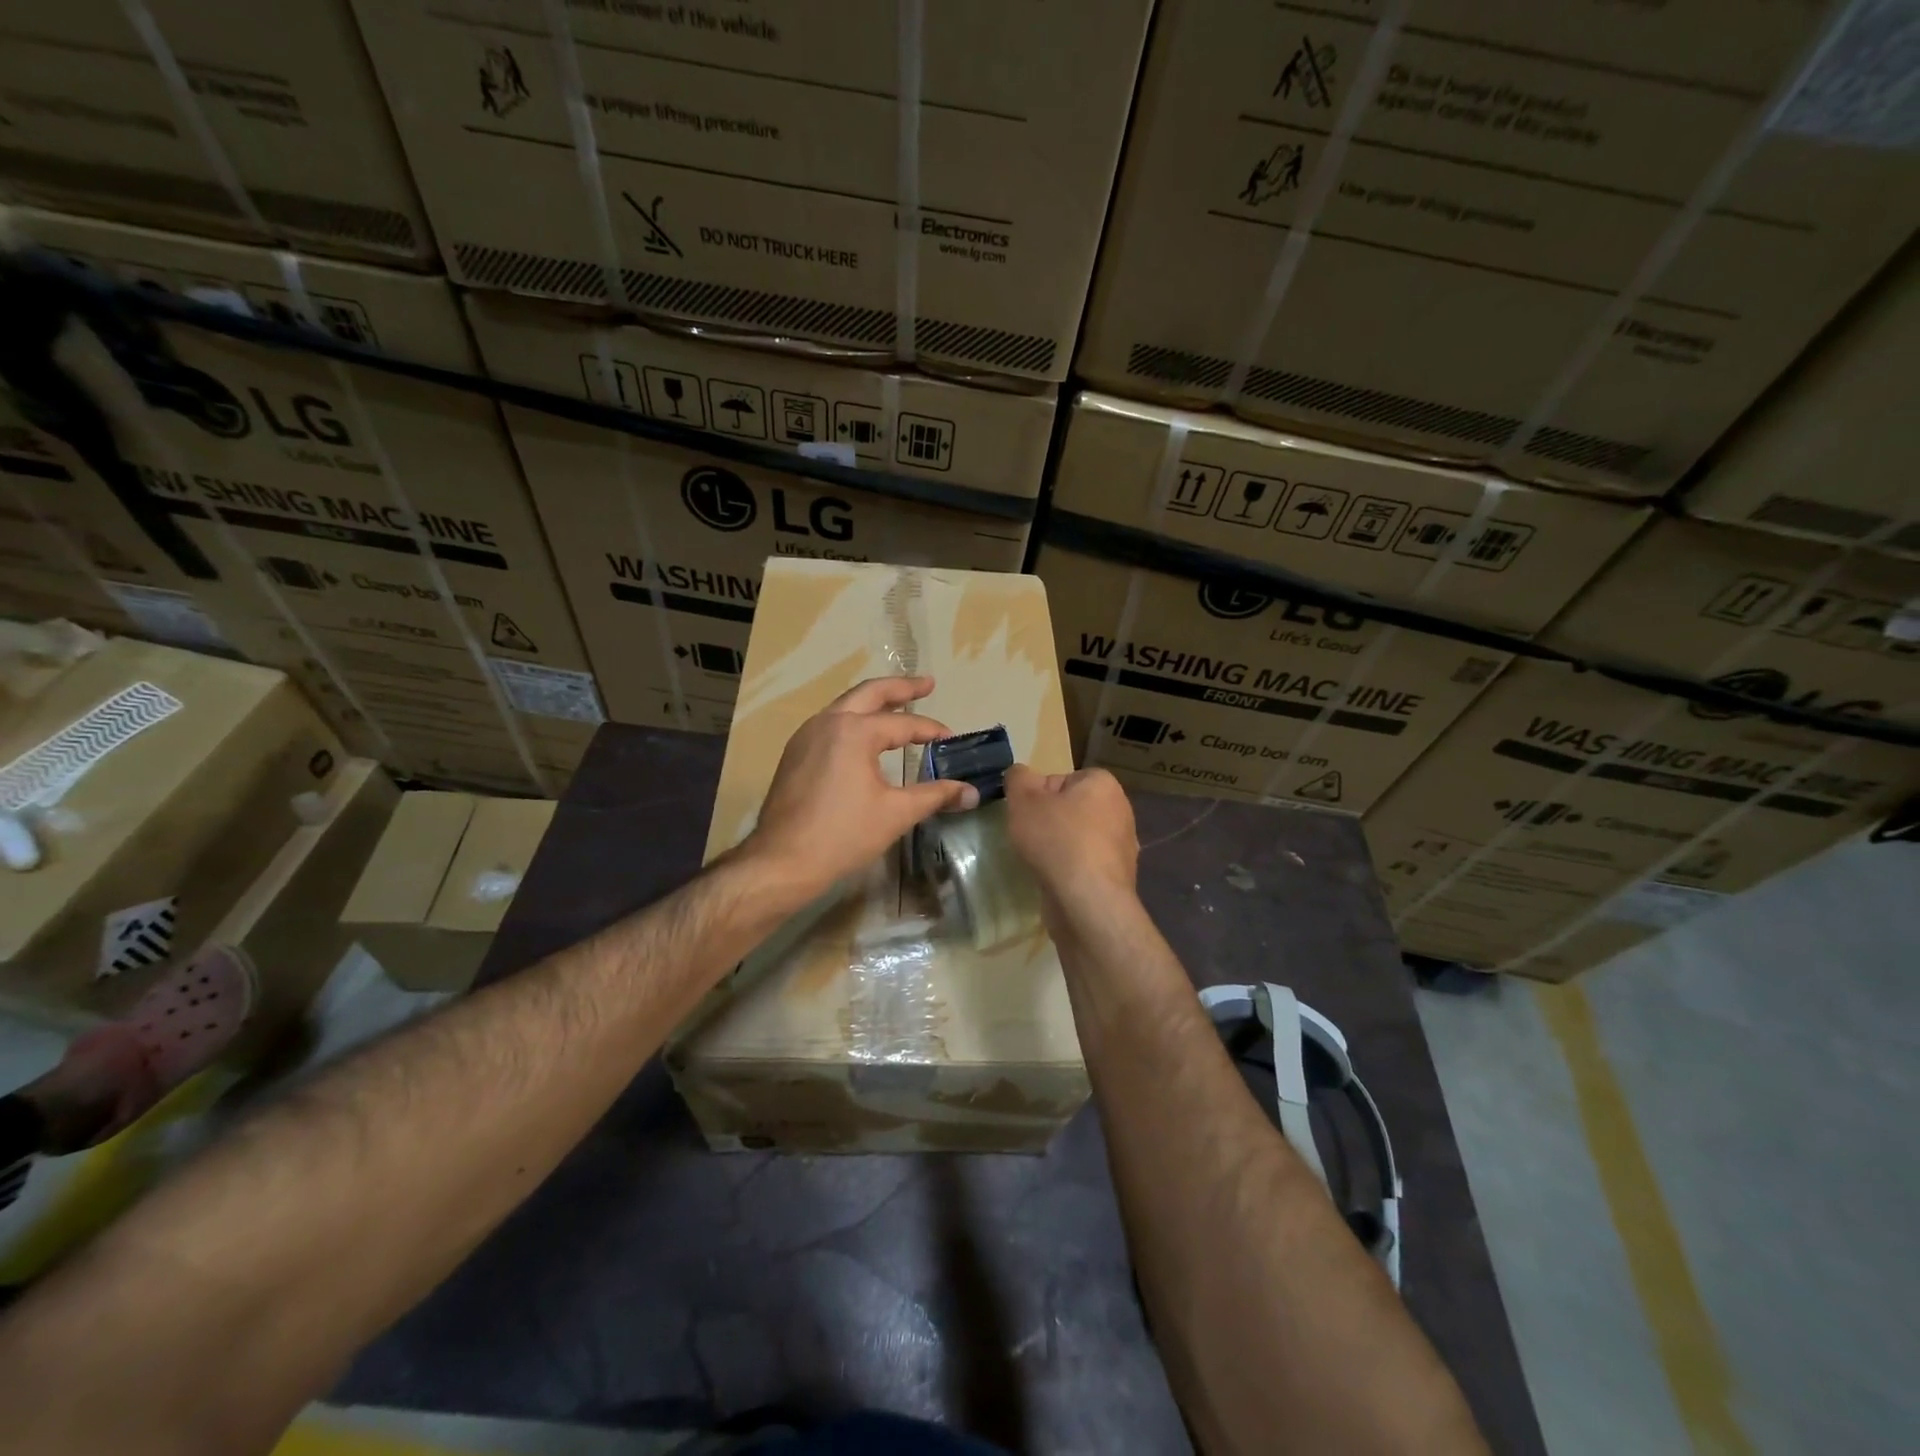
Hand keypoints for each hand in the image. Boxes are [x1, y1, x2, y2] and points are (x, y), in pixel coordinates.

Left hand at [744, 676, 977, 901]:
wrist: (782, 861)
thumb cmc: (842, 835)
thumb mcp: (896, 813)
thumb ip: (935, 796)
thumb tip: (972, 793)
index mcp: (854, 731)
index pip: (902, 724)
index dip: (930, 730)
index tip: (951, 738)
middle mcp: (827, 722)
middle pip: (869, 693)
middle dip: (901, 688)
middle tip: (927, 684)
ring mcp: (806, 736)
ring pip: (845, 706)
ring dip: (874, 702)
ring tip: (897, 705)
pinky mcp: (795, 754)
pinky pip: (830, 724)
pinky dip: (854, 720)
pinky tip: (865, 737)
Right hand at [1003, 764, 1138, 924]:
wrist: (1086, 901)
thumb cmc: (1056, 840)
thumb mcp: (1023, 799)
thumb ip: (1017, 778)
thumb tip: (1020, 774)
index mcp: (1103, 784)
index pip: (1061, 779)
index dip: (1037, 795)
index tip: (1024, 814)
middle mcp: (1120, 810)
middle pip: (1070, 809)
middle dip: (1048, 821)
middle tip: (1028, 837)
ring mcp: (1122, 846)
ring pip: (1078, 838)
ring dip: (1059, 847)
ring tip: (1039, 860)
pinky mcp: (1117, 877)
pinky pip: (1085, 864)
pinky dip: (1069, 870)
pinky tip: (1055, 880)